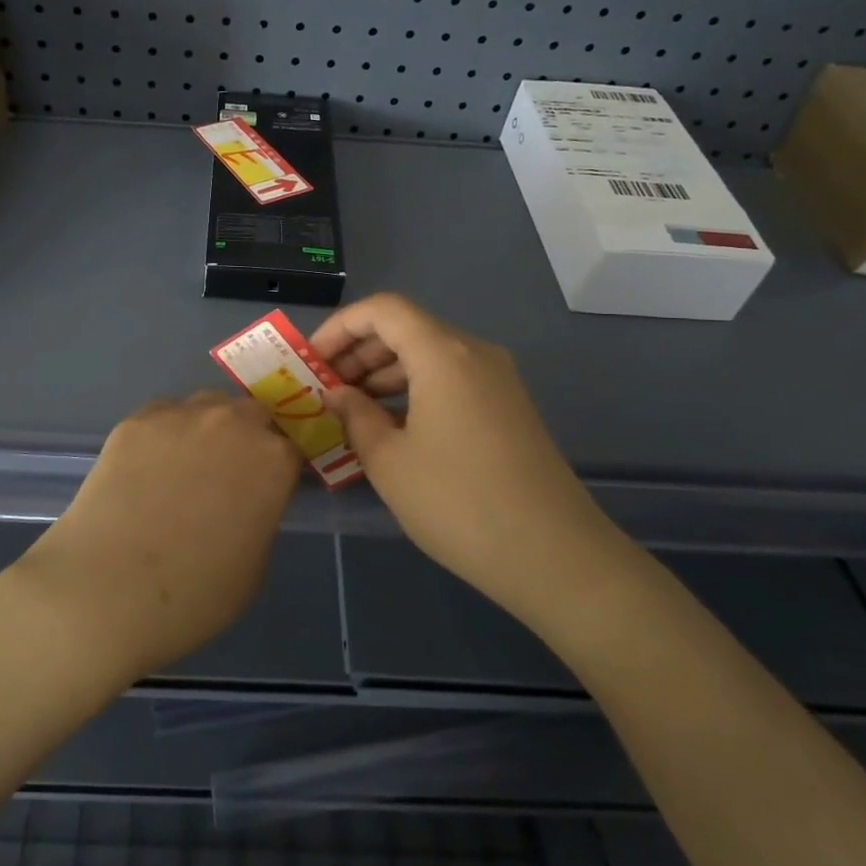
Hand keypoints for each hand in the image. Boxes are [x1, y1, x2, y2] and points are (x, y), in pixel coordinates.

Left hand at [10, 392, 299, 680]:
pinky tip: (146, 468)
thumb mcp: (254, 568)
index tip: (269, 488)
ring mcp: (180, 416)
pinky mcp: (136, 421)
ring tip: (184, 467)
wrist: (107, 590)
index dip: (280, 470)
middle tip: (227, 476)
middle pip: (251, 415)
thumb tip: (248, 503)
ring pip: (206, 406)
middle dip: (248, 438)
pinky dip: (164, 434)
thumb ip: (261, 518)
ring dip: (207, 428)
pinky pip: (162, 416)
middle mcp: (232, 423)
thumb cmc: (193, 595)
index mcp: (272, 460)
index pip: (291, 449)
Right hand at [311, 294, 609, 613]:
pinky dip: (413, 390)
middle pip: (405, 328)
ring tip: (351, 411)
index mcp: (442, 353)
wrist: (554, 555)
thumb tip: (336, 393)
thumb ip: (355, 416)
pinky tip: (391, 427)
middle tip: (325, 389)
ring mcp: (496, 379)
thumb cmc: (458, 503)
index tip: (311, 362)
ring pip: (428, 354)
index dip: (339, 327)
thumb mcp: (389, 461)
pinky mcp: (507, 406)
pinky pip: (450, 379)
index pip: (382, 309)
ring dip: (384, 372)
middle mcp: (473, 352)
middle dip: (358, 351)